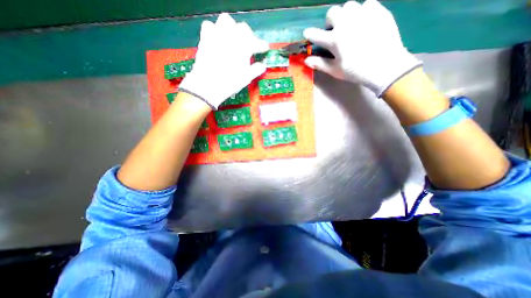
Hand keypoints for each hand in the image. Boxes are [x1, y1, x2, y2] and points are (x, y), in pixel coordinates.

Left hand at [179, 12, 270, 109]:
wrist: (209, 84)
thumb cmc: (230, 82)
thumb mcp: (246, 78)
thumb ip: (256, 70)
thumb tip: (263, 66)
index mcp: (244, 47)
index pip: (257, 43)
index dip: (262, 46)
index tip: (265, 48)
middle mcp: (232, 36)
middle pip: (243, 28)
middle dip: (248, 36)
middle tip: (249, 45)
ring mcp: (217, 35)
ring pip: (226, 20)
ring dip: (232, 28)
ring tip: (233, 38)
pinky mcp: (205, 37)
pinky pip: (210, 26)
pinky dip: (215, 30)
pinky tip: (217, 39)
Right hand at [305, 0, 420, 95]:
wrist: (384, 66)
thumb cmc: (356, 71)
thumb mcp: (335, 70)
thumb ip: (320, 64)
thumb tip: (306, 60)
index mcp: (335, 40)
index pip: (317, 35)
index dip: (310, 34)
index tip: (307, 33)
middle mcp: (346, 23)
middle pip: (332, 12)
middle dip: (330, 21)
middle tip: (334, 30)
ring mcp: (363, 15)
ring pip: (349, 6)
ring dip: (346, 15)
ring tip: (350, 26)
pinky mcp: (378, 11)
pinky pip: (367, 4)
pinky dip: (363, 12)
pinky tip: (365, 23)